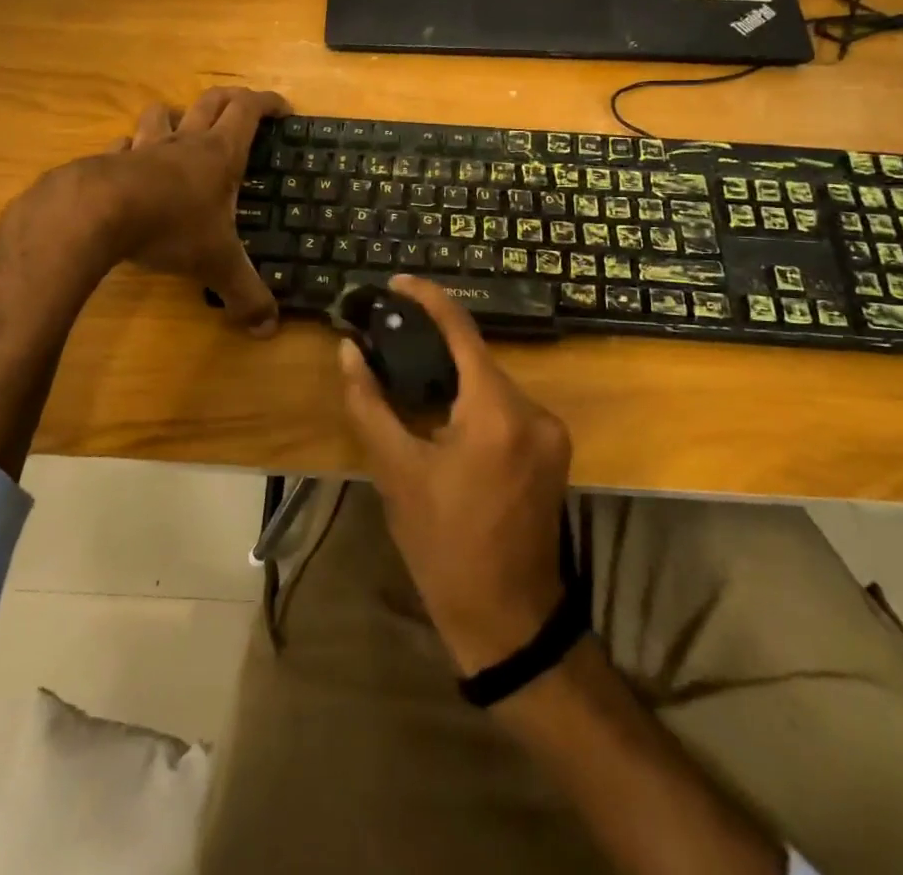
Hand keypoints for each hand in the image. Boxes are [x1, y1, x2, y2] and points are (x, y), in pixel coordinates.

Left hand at [20, 86, 289, 334]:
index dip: (268, 103)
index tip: (283, 109)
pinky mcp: (108, 161)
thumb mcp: (216, 264)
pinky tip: (130, 166)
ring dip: (174, 116)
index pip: (248, 110)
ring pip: (161, 113)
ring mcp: (144, 148)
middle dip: (230, 99)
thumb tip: (269, 330)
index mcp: (219, 154)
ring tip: (180, 132)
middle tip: (242, 110)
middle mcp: (184, 141)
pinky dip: (131, 150)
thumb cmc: (169, 226)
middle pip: (210, 101)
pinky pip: (123, 145)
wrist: (93, 214)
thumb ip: (245, 294)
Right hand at [340, 276, 572, 674]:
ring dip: (453, 375)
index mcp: (497, 411)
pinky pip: (506, 405)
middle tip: (388, 337)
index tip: (397, 283)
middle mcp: (534, 409)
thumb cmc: (444, 547)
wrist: (508, 619)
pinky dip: (473, 400)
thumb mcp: (396, 474)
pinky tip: (442, 413)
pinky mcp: (553, 449)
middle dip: (434, 344)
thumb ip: (369, 405)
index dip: (428, 299)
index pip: (462, 331)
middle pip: (477, 358)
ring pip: (491, 382)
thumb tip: (349, 351)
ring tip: (407, 375)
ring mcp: (551, 430)